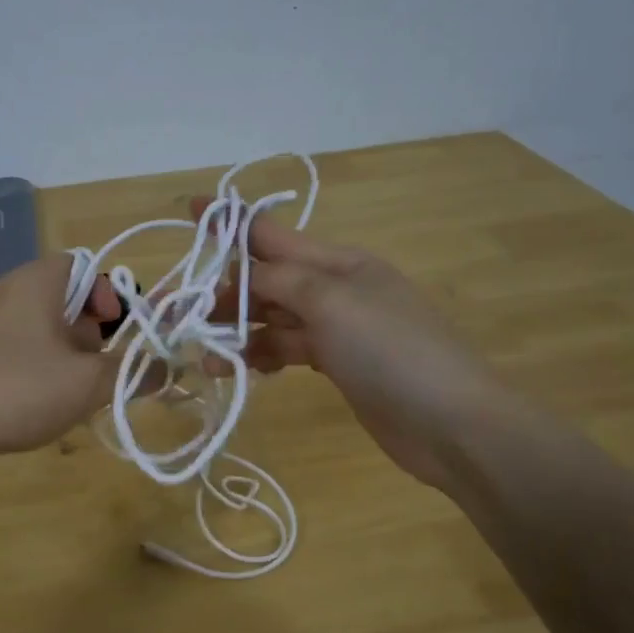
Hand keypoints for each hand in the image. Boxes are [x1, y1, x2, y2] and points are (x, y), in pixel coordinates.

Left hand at [0, 253, 121, 460]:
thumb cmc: (18, 390)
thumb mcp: (88, 384)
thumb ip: (133, 372)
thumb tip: (167, 368)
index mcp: (36, 282)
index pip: (84, 266)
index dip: (109, 294)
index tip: (117, 331)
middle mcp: (7, 291)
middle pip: (65, 298)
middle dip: (91, 332)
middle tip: (100, 366)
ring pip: (42, 326)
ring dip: (67, 353)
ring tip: (74, 390)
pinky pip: (18, 345)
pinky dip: (39, 364)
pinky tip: (39, 401)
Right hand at [200, 201, 503, 490]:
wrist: (451, 423)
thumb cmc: (390, 351)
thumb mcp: (330, 302)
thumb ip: (280, 280)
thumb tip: (243, 275)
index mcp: (338, 262)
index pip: (273, 233)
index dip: (231, 222)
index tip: (191, 209)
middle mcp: (335, 289)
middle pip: (268, 279)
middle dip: (226, 291)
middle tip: (182, 313)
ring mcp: (338, 329)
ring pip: (273, 318)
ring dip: (238, 330)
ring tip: (206, 355)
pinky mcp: (338, 365)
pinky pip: (287, 349)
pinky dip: (262, 355)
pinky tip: (239, 370)